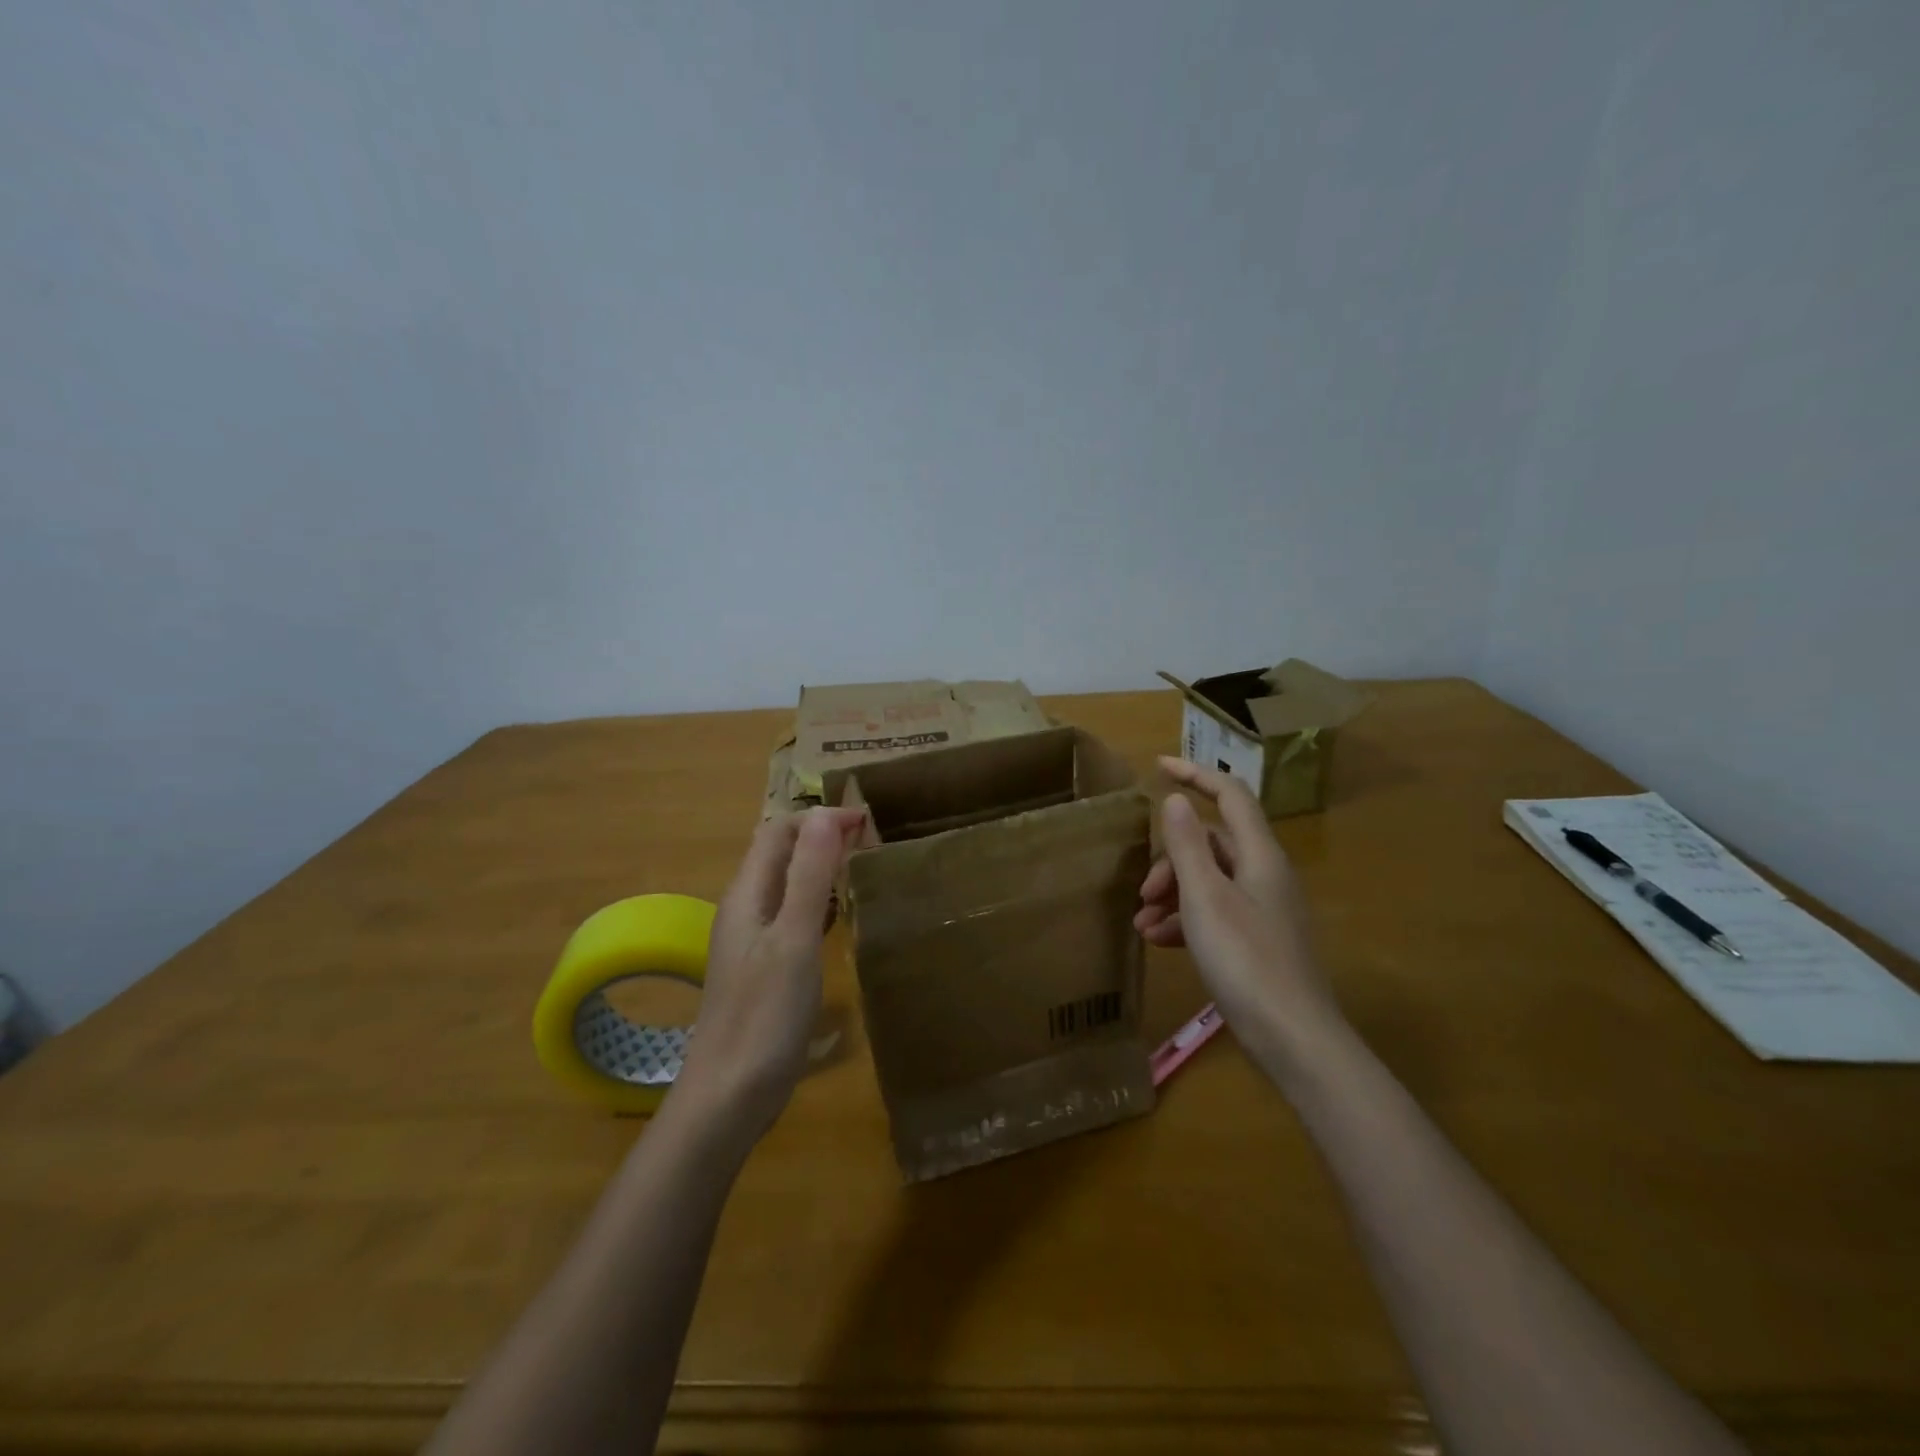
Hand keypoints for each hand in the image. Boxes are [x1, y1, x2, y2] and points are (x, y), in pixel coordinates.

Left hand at [673, 807, 863, 1138]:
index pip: (779, 831)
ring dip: (820, 866)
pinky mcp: (764, 968)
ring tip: (862, 866)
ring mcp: (752, 940)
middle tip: (870, 840)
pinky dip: (818, 901)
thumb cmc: (764, 1016)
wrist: (727, 1098)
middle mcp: (746, 908)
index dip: (819, 817)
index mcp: (748, 894)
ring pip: (786, 884)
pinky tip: (840, 916)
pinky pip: (791, 916)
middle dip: (821, 836)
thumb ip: (809, 876)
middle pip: (780, 853)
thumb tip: (826, 814)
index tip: (867, 821)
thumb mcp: (794, 939)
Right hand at [1135, 757, 1341, 1063]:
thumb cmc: (1246, 961)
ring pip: (1209, 881)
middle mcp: (1265, 875)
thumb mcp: (1205, 898)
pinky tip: (1160, 942)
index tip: (1158, 766)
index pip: (1230, 796)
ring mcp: (1263, 909)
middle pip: (1212, 844)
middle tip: (1143, 891)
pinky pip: (1215, 913)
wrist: (1293, 1039)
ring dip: (1173, 894)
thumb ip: (1187, 846)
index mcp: (1260, 856)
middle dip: (1170, 860)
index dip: (1196, 774)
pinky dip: (1186, 920)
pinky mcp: (1257, 940)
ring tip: (1143, 924)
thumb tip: (1177, 799)